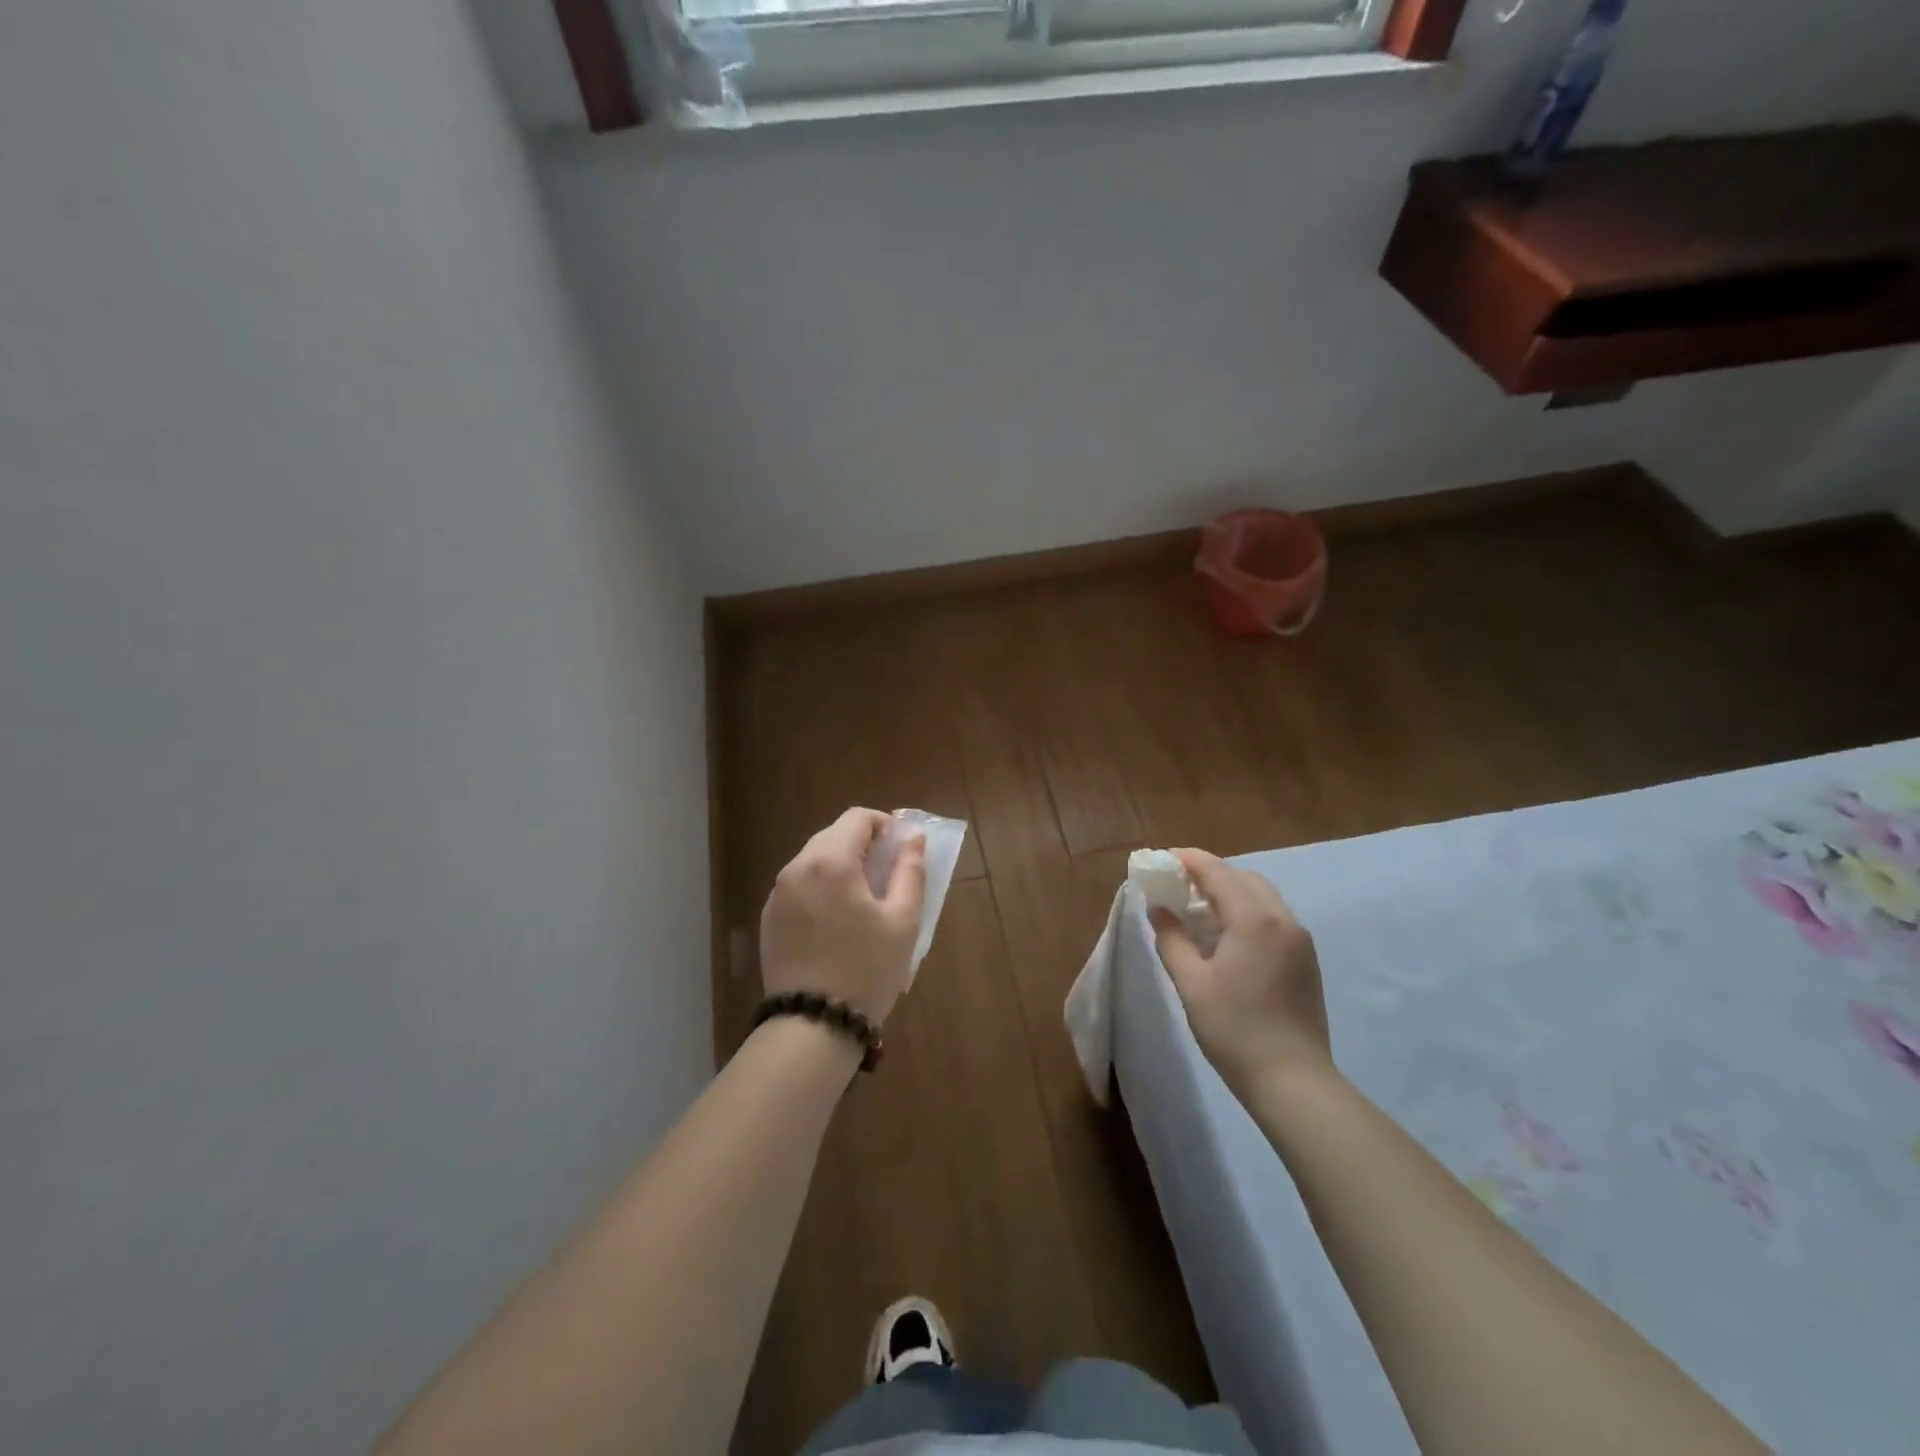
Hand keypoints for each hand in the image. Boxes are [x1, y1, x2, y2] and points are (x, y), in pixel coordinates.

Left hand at [760, 808, 926, 1025]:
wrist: (812, 1026)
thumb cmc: (866, 969)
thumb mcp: (903, 920)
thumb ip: (910, 871)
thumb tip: (912, 839)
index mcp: (830, 862)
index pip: (857, 818)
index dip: (884, 825)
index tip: (901, 850)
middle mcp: (797, 868)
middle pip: (833, 835)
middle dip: (863, 845)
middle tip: (888, 875)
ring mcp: (777, 894)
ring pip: (814, 860)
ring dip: (841, 866)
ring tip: (864, 901)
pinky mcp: (769, 919)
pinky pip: (799, 886)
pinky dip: (821, 888)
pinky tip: (837, 922)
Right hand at [1151, 849, 1331, 1095]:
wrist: (1293, 1081)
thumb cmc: (1234, 1030)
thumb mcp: (1191, 983)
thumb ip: (1171, 938)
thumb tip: (1158, 909)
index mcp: (1254, 920)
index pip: (1217, 872)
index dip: (1188, 860)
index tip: (1162, 859)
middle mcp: (1282, 920)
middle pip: (1243, 878)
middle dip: (1210, 875)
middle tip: (1178, 888)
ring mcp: (1300, 940)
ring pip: (1262, 897)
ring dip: (1230, 894)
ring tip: (1199, 913)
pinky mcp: (1306, 960)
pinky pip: (1273, 918)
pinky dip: (1247, 913)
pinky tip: (1227, 939)